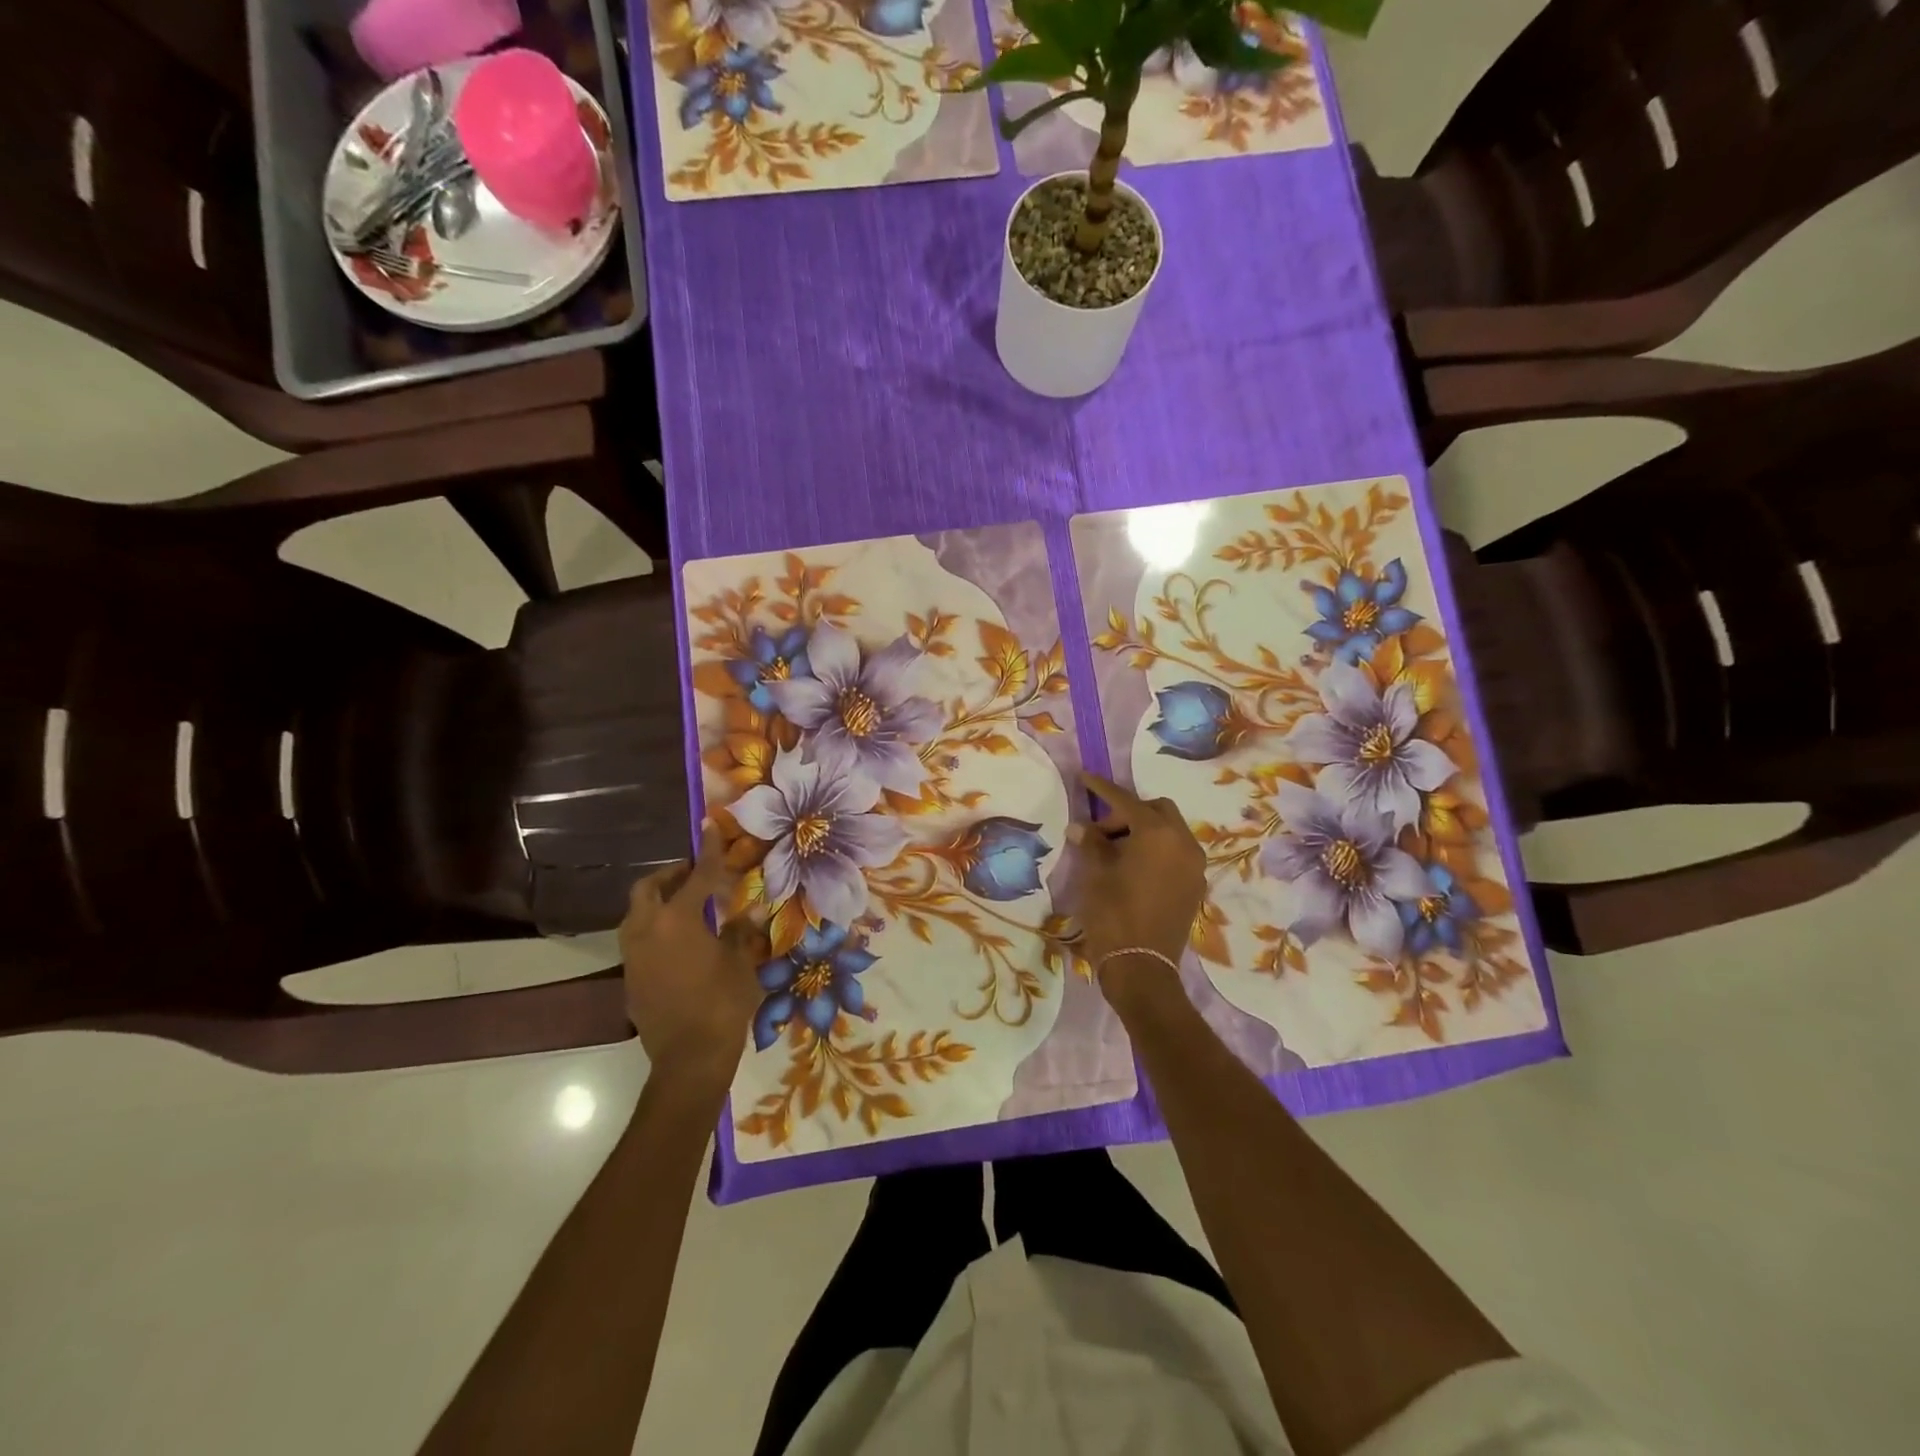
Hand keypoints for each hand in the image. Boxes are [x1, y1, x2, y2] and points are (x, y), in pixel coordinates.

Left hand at [619, 824, 764, 1092]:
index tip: (709, 827)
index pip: (697, 876)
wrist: (689, 1058)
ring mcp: (633, 955)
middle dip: (671, 875)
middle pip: (648, 888)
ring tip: (686, 906)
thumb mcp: (740, 962)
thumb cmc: (722, 1003)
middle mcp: (647, 930)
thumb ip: (739, 931)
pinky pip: (638, 940)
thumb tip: (745, 911)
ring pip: (637, 913)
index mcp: (677, 920)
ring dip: (658, 901)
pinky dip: (655, 929)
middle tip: (694, 875)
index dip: (708, 851)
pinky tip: (678, 943)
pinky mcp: (630, 977)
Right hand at [1068, 772, 1206, 1009]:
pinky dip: (1157, 851)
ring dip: (1144, 832)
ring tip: (1115, 852)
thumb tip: (1081, 827)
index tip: (1085, 777)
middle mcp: (1183, 842)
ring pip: (1170, 832)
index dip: (1102, 788)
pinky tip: (1134, 868)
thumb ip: (1092, 844)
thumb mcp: (1096, 874)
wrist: (1141, 967)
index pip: (1126, 801)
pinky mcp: (1195, 886)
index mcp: (1157, 833)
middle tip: (1101, 832)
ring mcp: (1194, 866)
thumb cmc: (1113, 914)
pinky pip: (1177, 854)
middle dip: (1128, 813)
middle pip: (1157, 810)